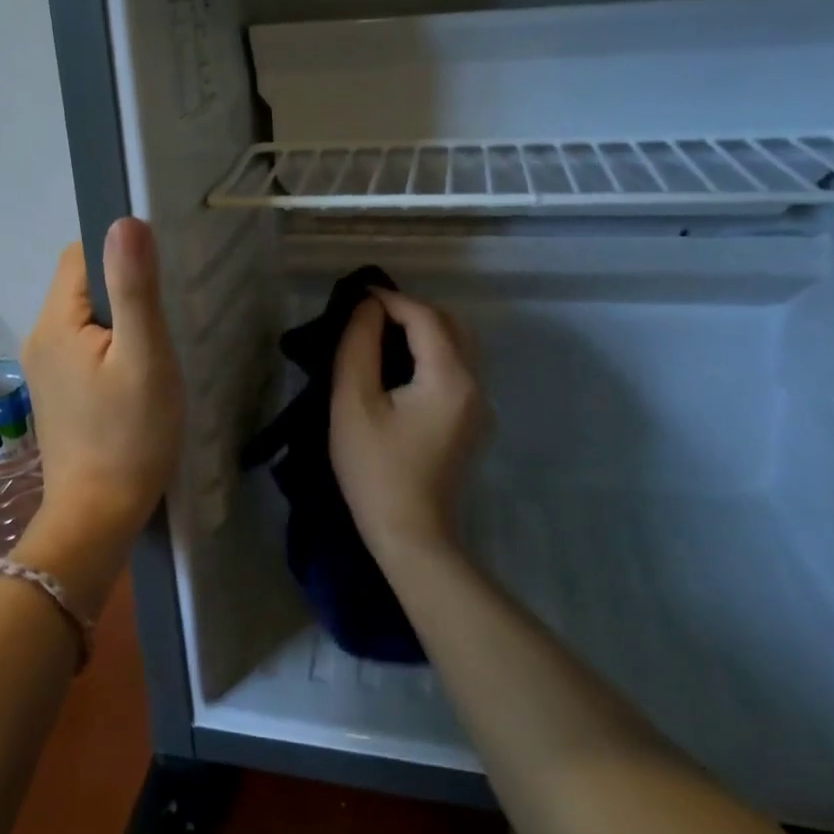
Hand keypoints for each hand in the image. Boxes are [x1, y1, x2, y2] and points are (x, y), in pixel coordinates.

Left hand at [15, 218, 183, 611]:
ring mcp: (44, 369)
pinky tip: (135, 376)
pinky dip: (110, 348)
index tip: (157, 277)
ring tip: (154, 349)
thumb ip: (135, 286)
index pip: (80, 255)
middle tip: (164, 319)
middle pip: (82, 286)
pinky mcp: (56, 393)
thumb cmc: (129, 435)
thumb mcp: (144, 356)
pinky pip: (83, 348)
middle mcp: (39, 337)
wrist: (97, 517)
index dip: (119, 255)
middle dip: (123, 290)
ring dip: (119, 322)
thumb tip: (124, 219)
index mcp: (55, 321)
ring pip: (85, 318)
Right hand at [330, 290, 484, 565]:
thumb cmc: (375, 470)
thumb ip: (359, 346)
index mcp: (450, 378)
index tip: (357, 296)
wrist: (411, 537)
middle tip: (371, 317)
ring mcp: (480, 408)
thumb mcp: (354, 403)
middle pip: (451, 326)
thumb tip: (368, 309)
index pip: (425, 317)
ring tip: (383, 338)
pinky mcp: (474, 425)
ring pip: (459, 347)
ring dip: (425, 332)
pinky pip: (458, 371)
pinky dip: (433, 355)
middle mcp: (476, 386)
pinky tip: (403, 371)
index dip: (391, 300)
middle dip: (412, 311)